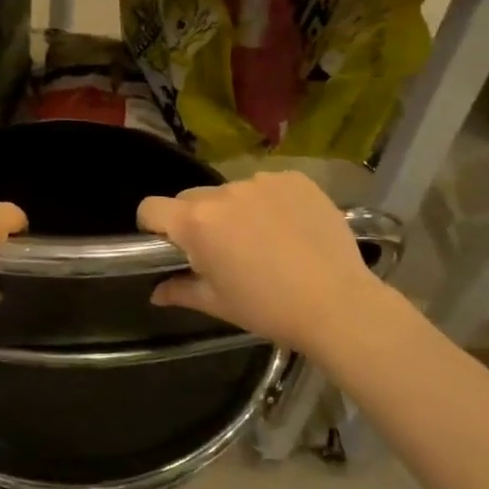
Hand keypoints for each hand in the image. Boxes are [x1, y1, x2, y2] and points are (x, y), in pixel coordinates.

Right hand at [138, 172, 393, 356]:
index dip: (153, 226)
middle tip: (220, 251)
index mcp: (196, 223)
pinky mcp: (295, 179)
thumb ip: (180, 291)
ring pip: (231, 192)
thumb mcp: (218, 303)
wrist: (338, 303)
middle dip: (196, 220)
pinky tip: (289, 230)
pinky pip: (267, 186)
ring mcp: (262, 182)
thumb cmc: (268, 308)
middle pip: (191, 199)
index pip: (150, 208)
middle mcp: (224, 193)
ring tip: (263, 242)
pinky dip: (269, 203)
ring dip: (235, 211)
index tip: (169, 246)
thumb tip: (156, 293)